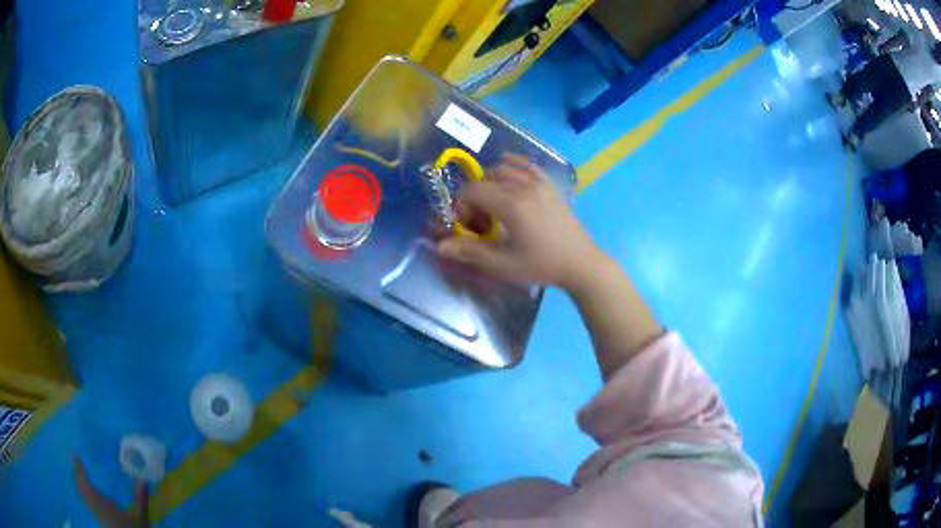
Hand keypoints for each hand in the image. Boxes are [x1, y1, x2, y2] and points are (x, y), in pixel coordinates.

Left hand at [74, 456, 149, 527]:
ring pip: (82, 495)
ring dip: (79, 484)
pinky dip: (85, 495)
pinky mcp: (98, 521)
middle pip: (79, 486)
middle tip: (78, 461)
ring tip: (82, 476)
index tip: (76, 452)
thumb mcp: (141, 517)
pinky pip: (86, 504)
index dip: (78, 465)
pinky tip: (90, 496)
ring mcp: (95, 515)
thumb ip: (140, 498)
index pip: (83, 479)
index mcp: (99, 501)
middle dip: (77, 473)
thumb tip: (143, 477)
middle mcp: (93, 506)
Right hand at [437, 153, 602, 290]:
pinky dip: (513, 163)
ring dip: (491, 182)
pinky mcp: (550, 185)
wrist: (580, 263)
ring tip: (494, 203)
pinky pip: (527, 165)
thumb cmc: (541, 265)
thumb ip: (470, 252)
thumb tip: (441, 245)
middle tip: (481, 220)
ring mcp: (540, 183)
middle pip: (486, 179)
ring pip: (504, 169)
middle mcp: (524, 187)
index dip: (462, 206)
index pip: (473, 191)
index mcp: (511, 205)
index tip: (468, 225)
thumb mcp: (503, 264)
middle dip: (476, 196)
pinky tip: (507, 167)